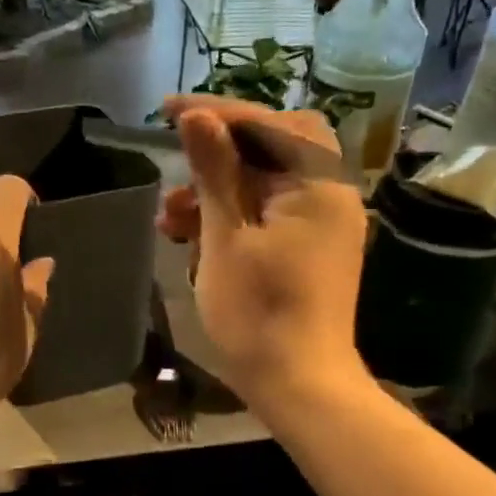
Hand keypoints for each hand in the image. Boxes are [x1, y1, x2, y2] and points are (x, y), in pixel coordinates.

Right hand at [158, 96, 368, 412]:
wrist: (300, 385)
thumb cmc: (259, 313)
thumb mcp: (225, 237)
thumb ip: (214, 171)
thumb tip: (197, 115)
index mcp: (317, 183)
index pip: (266, 124)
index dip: (214, 112)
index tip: (166, 110)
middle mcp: (329, 194)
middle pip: (273, 147)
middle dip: (219, 152)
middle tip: (178, 163)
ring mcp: (322, 224)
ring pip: (266, 183)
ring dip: (217, 189)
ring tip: (169, 219)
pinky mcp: (311, 249)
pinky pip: (270, 213)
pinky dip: (234, 216)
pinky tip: (193, 237)